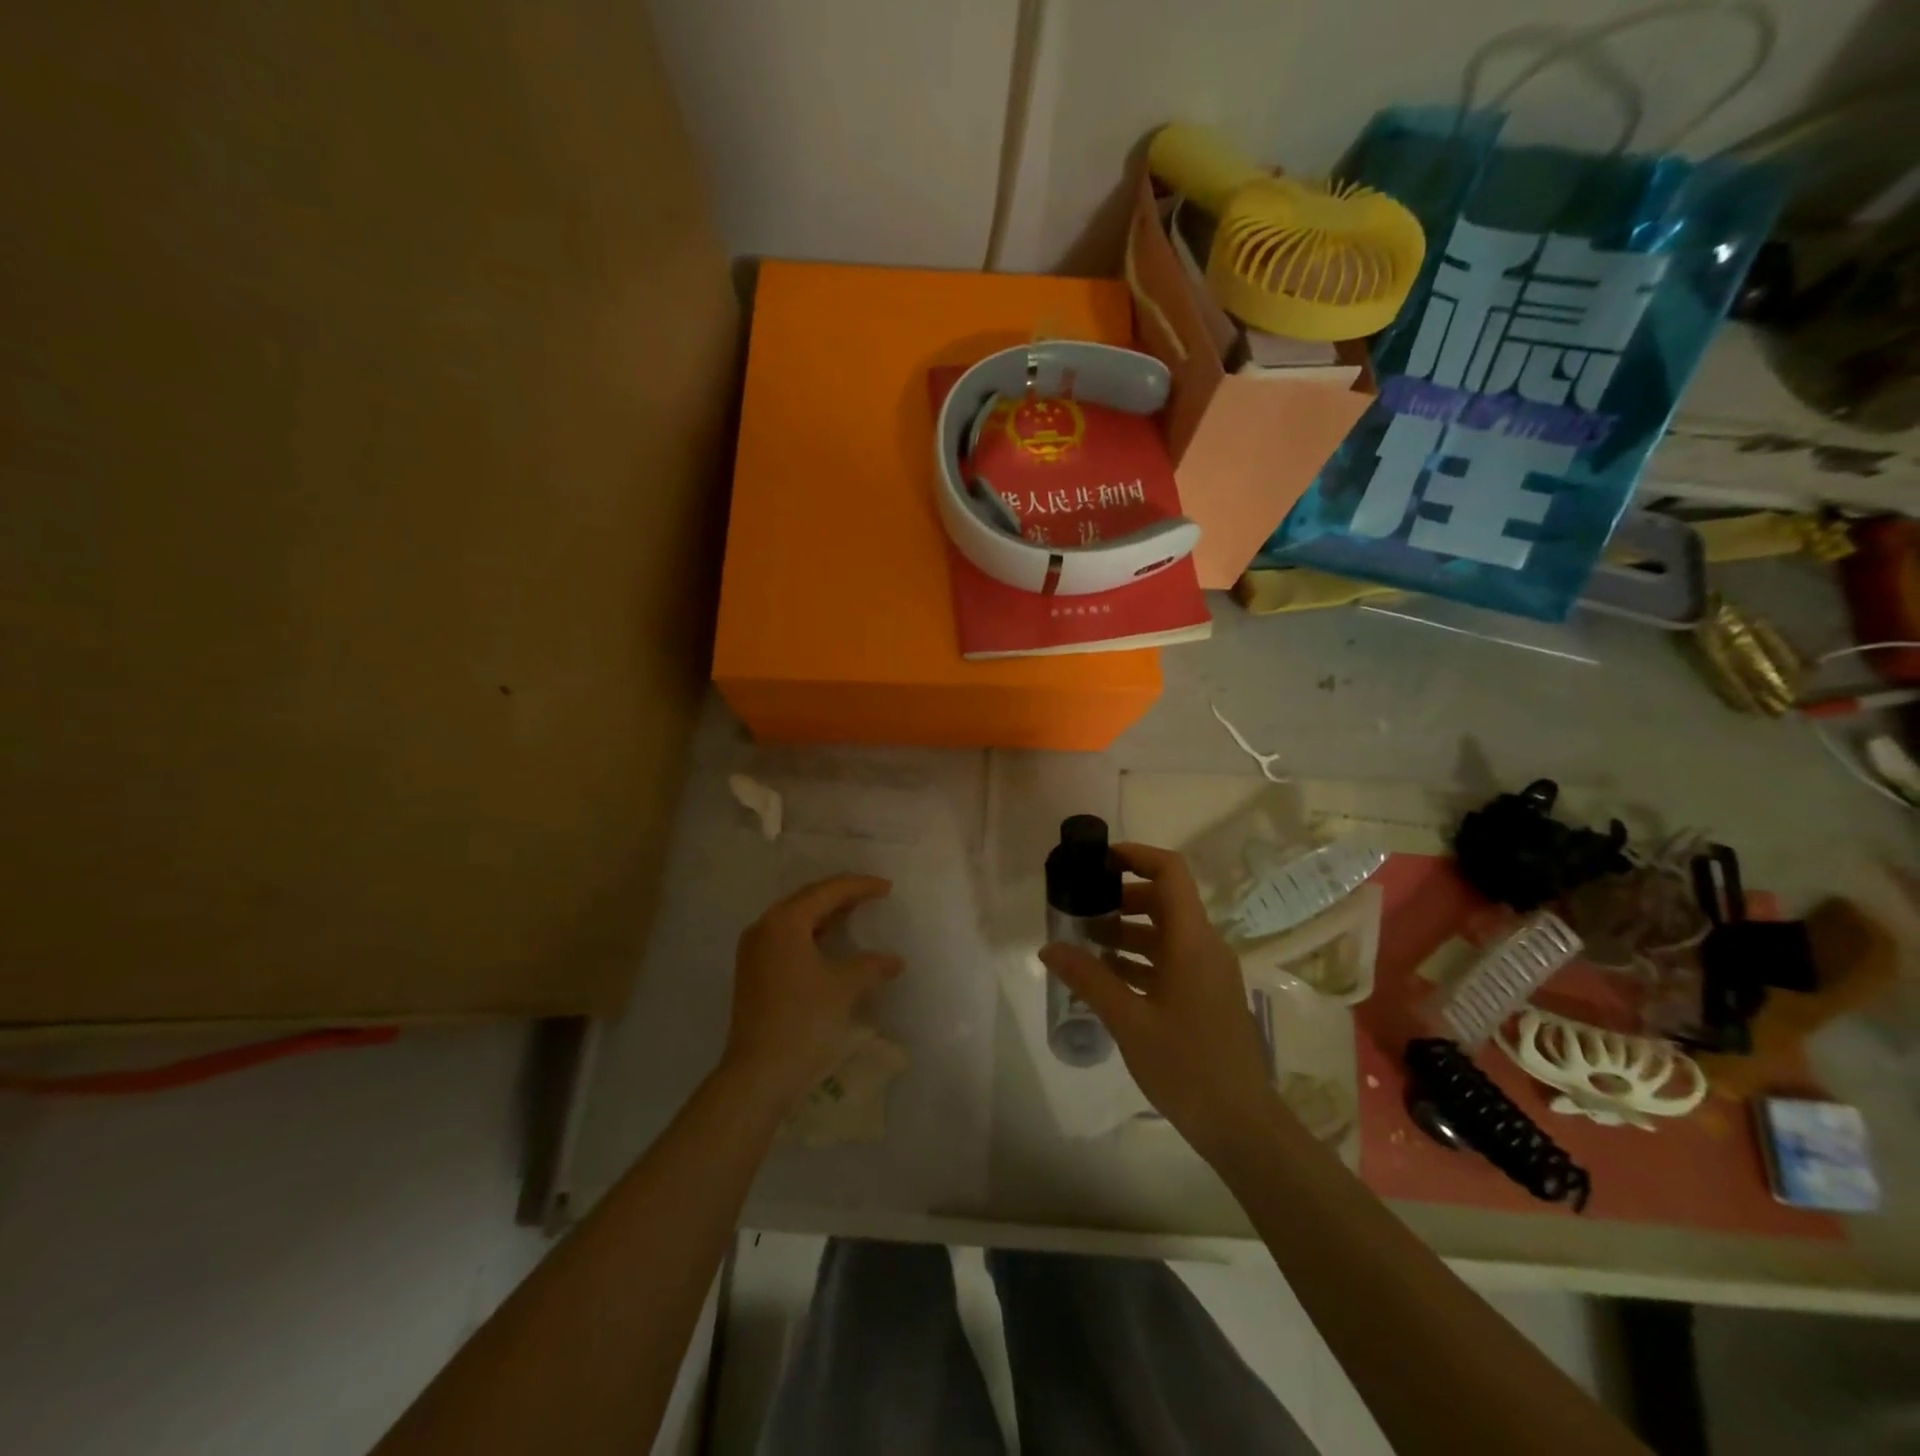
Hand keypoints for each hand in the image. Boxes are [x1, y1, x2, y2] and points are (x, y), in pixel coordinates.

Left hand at [721, 875, 904, 1114]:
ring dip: (825, 915)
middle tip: (872, 894)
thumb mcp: (844, 987)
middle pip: (808, 899)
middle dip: (841, 895)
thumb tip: (894, 960)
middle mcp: (765, 928)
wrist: (759, 1074)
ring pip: (796, 920)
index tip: (887, 887)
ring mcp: (755, 951)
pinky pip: (788, 939)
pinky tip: (831, 944)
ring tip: (855, 913)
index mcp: (785, 921)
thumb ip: (871, 965)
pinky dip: (813, 934)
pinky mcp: (754, 973)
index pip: (827, 891)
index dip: (860, 886)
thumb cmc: (803, 1020)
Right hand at [1040, 843, 1277, 1157]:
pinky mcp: (1205, 996)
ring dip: (1126, 932)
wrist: (1242, 1125)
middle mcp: (1204, 947)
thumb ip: (1089, 980)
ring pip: (1164, 933)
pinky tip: (1106, 977)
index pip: (1170, 873)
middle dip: (1121, 898)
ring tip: (1084, 942)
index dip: (1136, 856)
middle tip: (1080, 907)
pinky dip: (1138, 960)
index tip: (1099, 861)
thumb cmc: (1187, 1066)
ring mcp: (1207, 973)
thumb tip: (1048, 948)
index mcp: (1192, 941)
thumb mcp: (1130, 1021)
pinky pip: (1169, 961)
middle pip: (1163, 900)